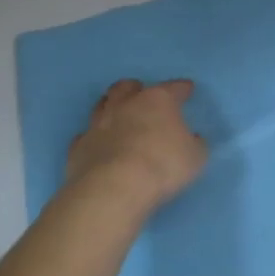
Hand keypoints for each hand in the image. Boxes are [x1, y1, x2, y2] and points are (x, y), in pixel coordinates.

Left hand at [64, 79, 207, 213]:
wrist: (114, 188)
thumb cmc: (163, 166)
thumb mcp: (195, 157)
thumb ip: (195, 144)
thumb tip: (192, 138)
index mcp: (157, 101)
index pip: (173, 88)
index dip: (182, 88)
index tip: (187, 89)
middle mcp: (125, 104)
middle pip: (128, 87)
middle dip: (136, 89)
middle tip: (142, 96)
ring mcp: (98, 124)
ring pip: (102, 105)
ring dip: (111, 107)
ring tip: (118, 116)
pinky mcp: (79, 146)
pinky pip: (86, 136)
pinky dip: (94, 138)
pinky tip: (99, 146)